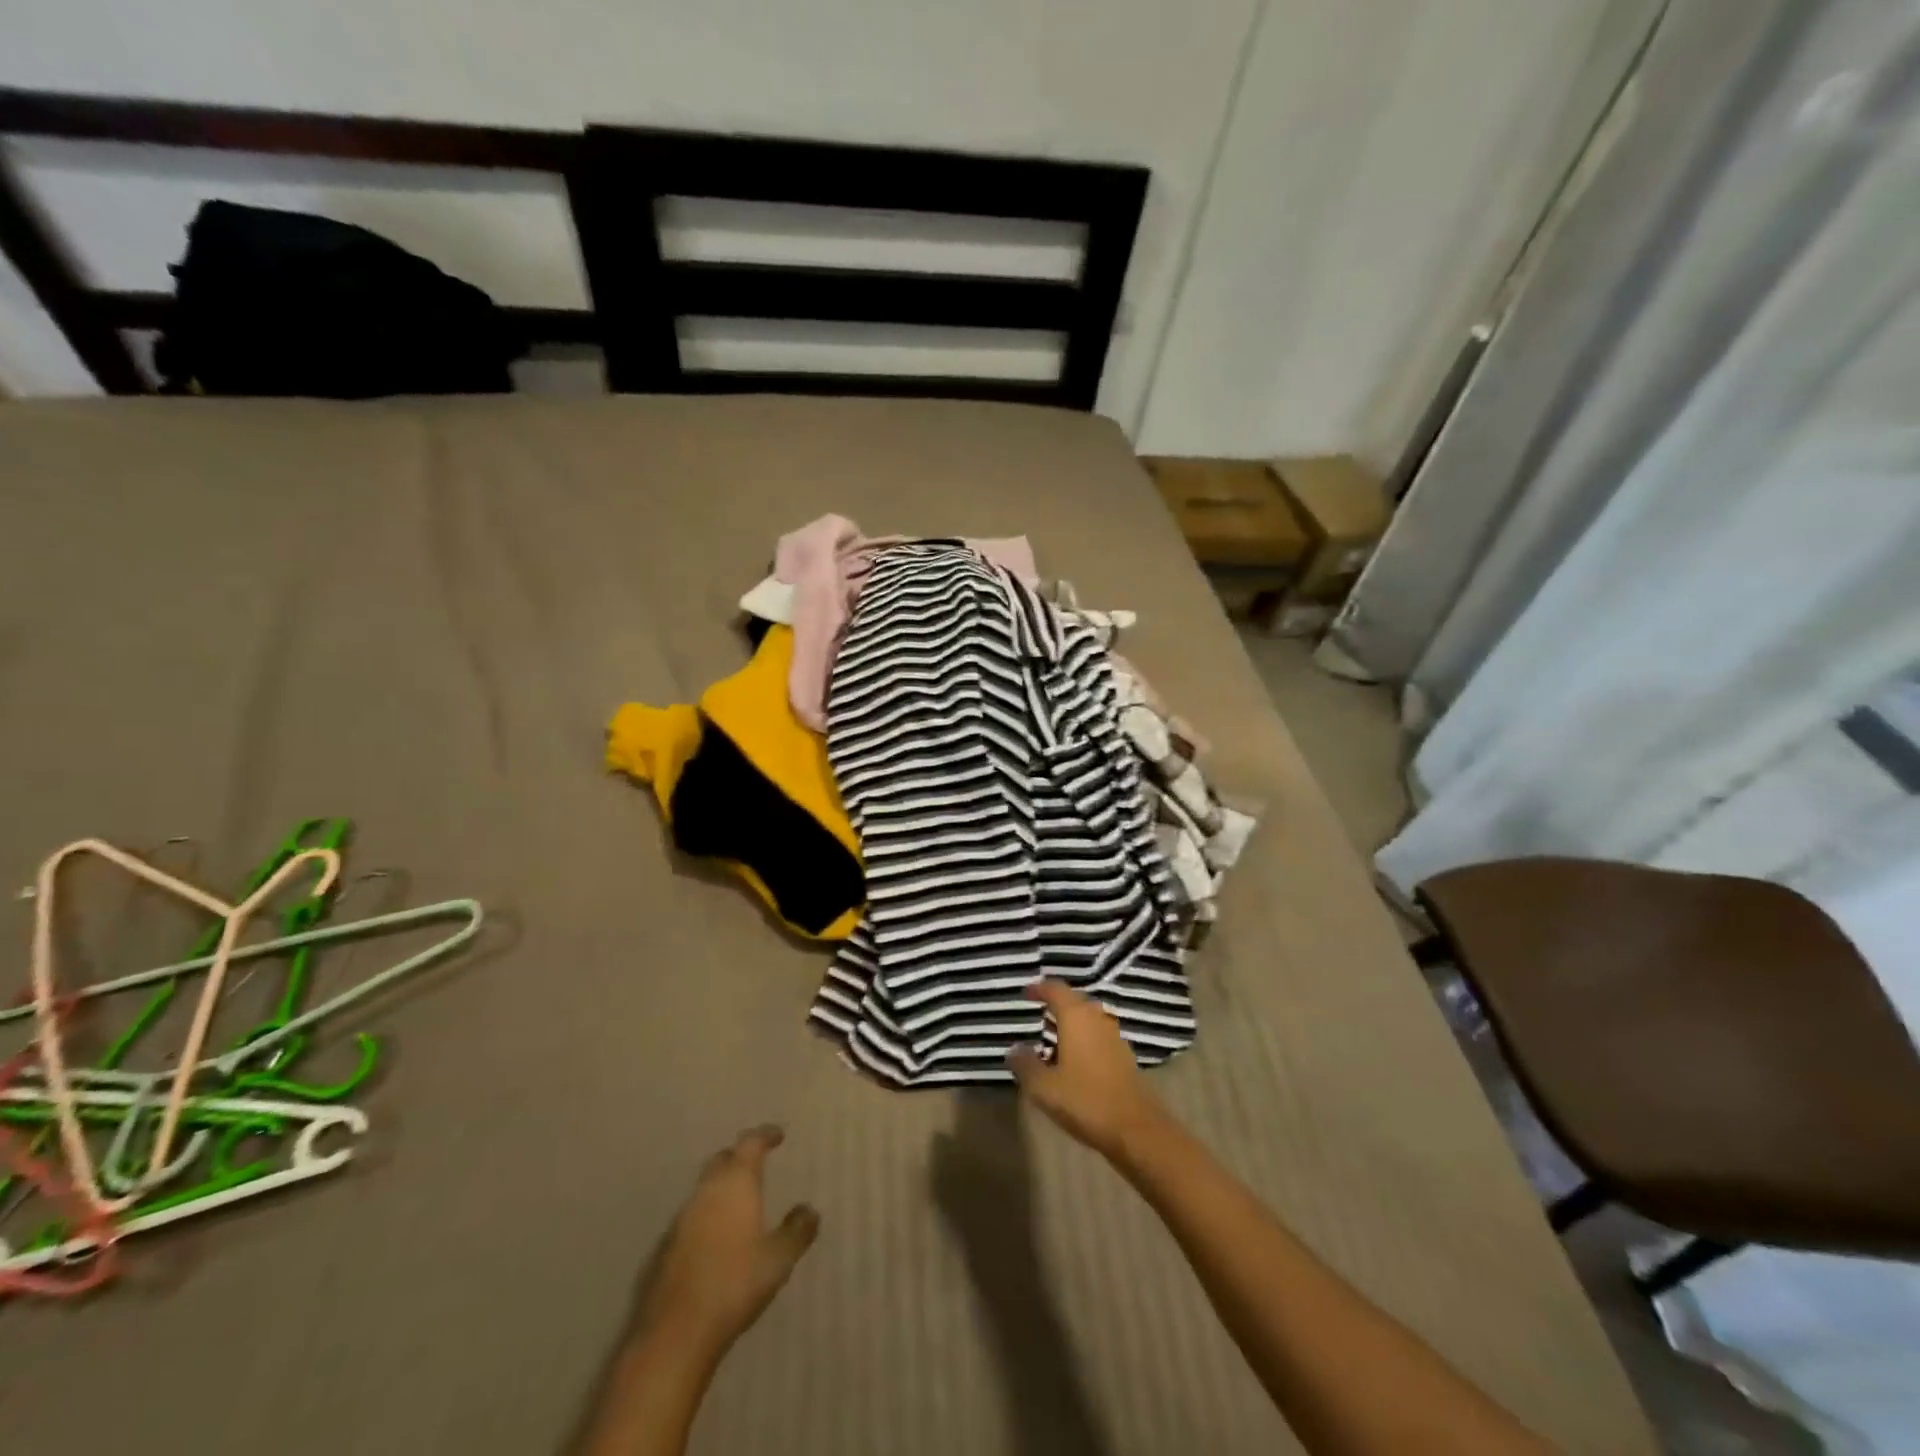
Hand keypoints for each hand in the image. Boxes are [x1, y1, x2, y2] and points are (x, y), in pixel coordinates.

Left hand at [632, 1126, 819, 1361]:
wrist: (675, 1332)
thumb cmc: (735, 1283)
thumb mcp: (779, 1258)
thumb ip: (797, 1230)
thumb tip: (809, 1209)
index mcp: (736, 1183)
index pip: (750, 1143)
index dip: (765, 1135)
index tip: (778, 1134)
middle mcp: (707, 1191)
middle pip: (723, 1160)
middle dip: (740, 1157)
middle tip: (757, 1162)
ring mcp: (682, 1218)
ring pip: (706, 1188)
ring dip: (722, 1186)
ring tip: (740, 1199)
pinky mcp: (665, 1246)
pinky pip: (692, 1216)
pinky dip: (708, 1214)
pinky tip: (717, 1236)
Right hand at [1008, 980, 1165, 1161]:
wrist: (1136, 1129)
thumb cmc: (1085, 1100)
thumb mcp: (1045, 1087)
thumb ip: (1025, 1065)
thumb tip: (1014, 1049)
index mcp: (1076, 1017)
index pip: (1055, 989)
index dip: (1039, 988)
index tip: (1025, 993)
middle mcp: (1097, 1018)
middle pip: (1074, 1001)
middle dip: (1056, 1004)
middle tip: (1038, 1013)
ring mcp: (1114, 1036)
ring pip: (1088, 1019)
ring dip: (1071, 1023)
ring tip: (1052, 1039)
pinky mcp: (1124, 1056)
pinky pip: (1098, 1036)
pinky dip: (1083, 1039)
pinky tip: (1074, 1060)